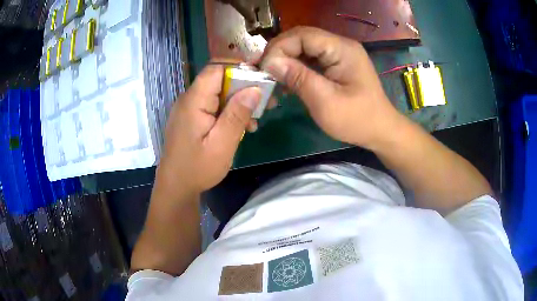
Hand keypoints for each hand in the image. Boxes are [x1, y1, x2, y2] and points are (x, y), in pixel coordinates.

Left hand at [156, 64, 261, 194]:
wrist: (176, 187)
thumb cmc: (198, 168)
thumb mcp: (222, 143)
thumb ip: (237, 115)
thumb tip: (255, 89)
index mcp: (194, 101)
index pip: (216, 70)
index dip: (239, 71)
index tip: (260, 83)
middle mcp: (189, 99)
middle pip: (219, 81)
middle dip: (243, 89)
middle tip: (265, 103)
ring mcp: (189, 109)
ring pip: (217, 94)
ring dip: (237, 103)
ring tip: (254, 121)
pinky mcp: (191, 118)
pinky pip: (212, 107)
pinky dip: (227, 113)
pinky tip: (239, 128)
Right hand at [261, 27, 403, 148]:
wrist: (380, 131)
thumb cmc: (357, 120)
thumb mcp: (326, 102)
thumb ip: (298, 78)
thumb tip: (269, 62)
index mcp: (342, 49)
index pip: (302, 35)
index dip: (279, 47)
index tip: (264, 68)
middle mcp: (340, 45)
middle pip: (301, 38)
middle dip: (279, 53)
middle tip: (263, 72)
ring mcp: (338, 54)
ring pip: (303, 48)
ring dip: (285, 61)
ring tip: (271, 78)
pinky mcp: (336, 64)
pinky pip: (310, 59)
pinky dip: (295, 68)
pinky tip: (285, 82)